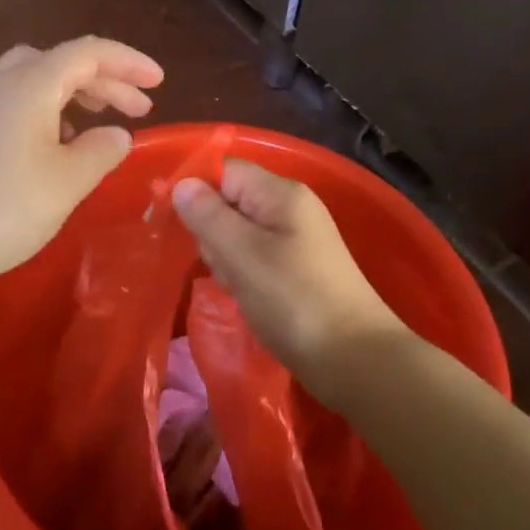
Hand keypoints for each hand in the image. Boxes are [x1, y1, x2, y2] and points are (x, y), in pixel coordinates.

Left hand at [0, 37, 162, 309]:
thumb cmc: (4, 210)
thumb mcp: (68, 181)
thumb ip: (101, 149)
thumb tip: (116, 134)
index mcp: (30, 84)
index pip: (89, 53)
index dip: (129, 61)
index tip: (160, 81)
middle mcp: (1, 83)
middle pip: (62, 61)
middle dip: (106, 79)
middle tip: (140, 107)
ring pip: (36, 78)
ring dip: (75, 91)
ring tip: (100, 122)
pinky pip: (17, 101)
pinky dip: (49, 109)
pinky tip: (58, 145)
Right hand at [171, 161, 407, 402]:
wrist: (355, 359)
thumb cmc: (295, 300)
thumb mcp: (243, 255)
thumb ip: (208, 216)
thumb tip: (181, 183)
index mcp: (280, 193)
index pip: (226, 170)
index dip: (196, 189)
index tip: (173, 222)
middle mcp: (289, 208)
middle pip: (230, 202)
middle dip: (214, 233)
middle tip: (226, 266)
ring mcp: (295, 240)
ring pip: (239, 235)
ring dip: (228, 260)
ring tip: (241, 289)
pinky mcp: (296, 270)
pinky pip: (255, 260)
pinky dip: (244, 278)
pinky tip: (250, 300)